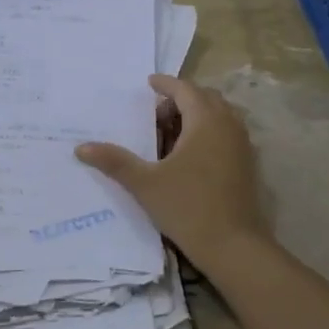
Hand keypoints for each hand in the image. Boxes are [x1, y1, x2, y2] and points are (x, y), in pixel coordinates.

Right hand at [75, 75, 268, 271]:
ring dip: (196, 115)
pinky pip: (226, 133)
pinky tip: (189, 155)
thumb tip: (81, 148)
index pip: (185, 89)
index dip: (166, 84)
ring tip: (171, 133)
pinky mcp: (247, 164)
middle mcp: (228, 125)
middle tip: (156, 114)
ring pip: (219, 116)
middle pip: (205, 98)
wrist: (233, 245)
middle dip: (181, 99)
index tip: (149, 83)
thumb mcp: (145, 184)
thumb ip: (115, 162)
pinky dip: (208, 132)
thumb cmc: (188, 207)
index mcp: (206, 121)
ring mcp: (242, 145)